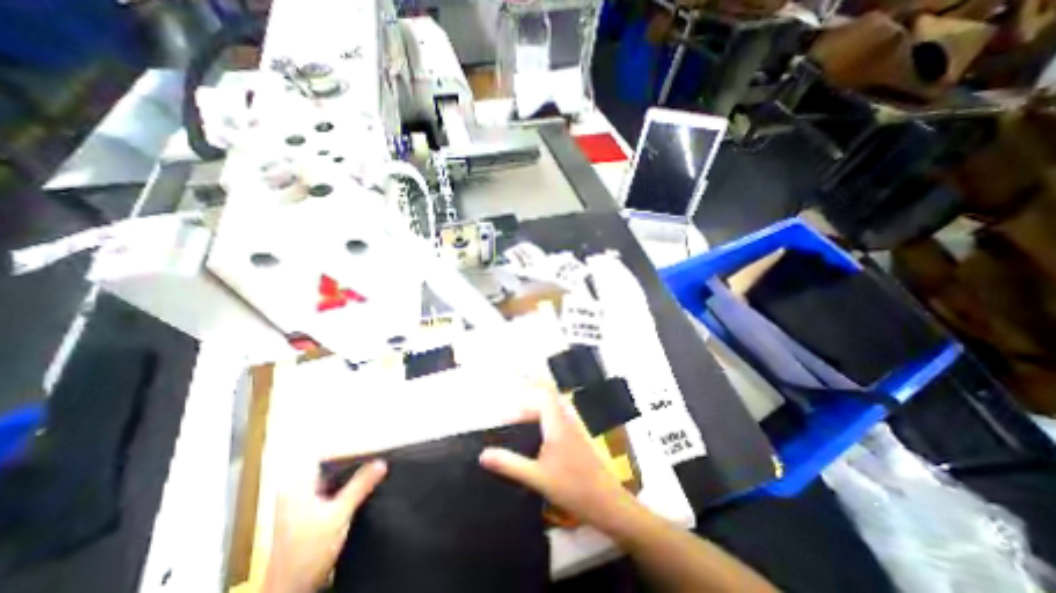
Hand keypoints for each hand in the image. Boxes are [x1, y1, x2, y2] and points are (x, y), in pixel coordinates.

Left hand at [265, 458, 386, 592]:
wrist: (291, 591)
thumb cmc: (308, 550)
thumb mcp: (339, 514)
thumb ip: (360, 485)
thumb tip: (382, 462)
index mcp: (296, 486)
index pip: (325, 456)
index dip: (348, 449)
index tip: (370, 444)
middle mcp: (296, 492)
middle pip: (330, 468)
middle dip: (353, 462)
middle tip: (377, 455)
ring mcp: (302, 505)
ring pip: (333, 481)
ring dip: (352, 477)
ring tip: (375, 469)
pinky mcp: (310, 517)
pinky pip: (333, 493)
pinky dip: (348, 489)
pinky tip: (364, 488)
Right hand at [482, 388, 644, 538]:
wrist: (606, 502)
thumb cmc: (572, 488)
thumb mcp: (536, 477)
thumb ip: (509, 464)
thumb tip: (483, 454)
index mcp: (557, 423)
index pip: (543, 391)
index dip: (528, 376)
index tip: (513, 367)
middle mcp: (566, 420)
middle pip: (544, 400)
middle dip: (524, 405)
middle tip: (506, 420)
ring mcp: (573, 429)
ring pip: (550, 411)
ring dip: (532, 413)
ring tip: (515, 426)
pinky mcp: (576, 438)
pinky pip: (555, 420)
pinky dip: (540, 422)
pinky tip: (534, 439)